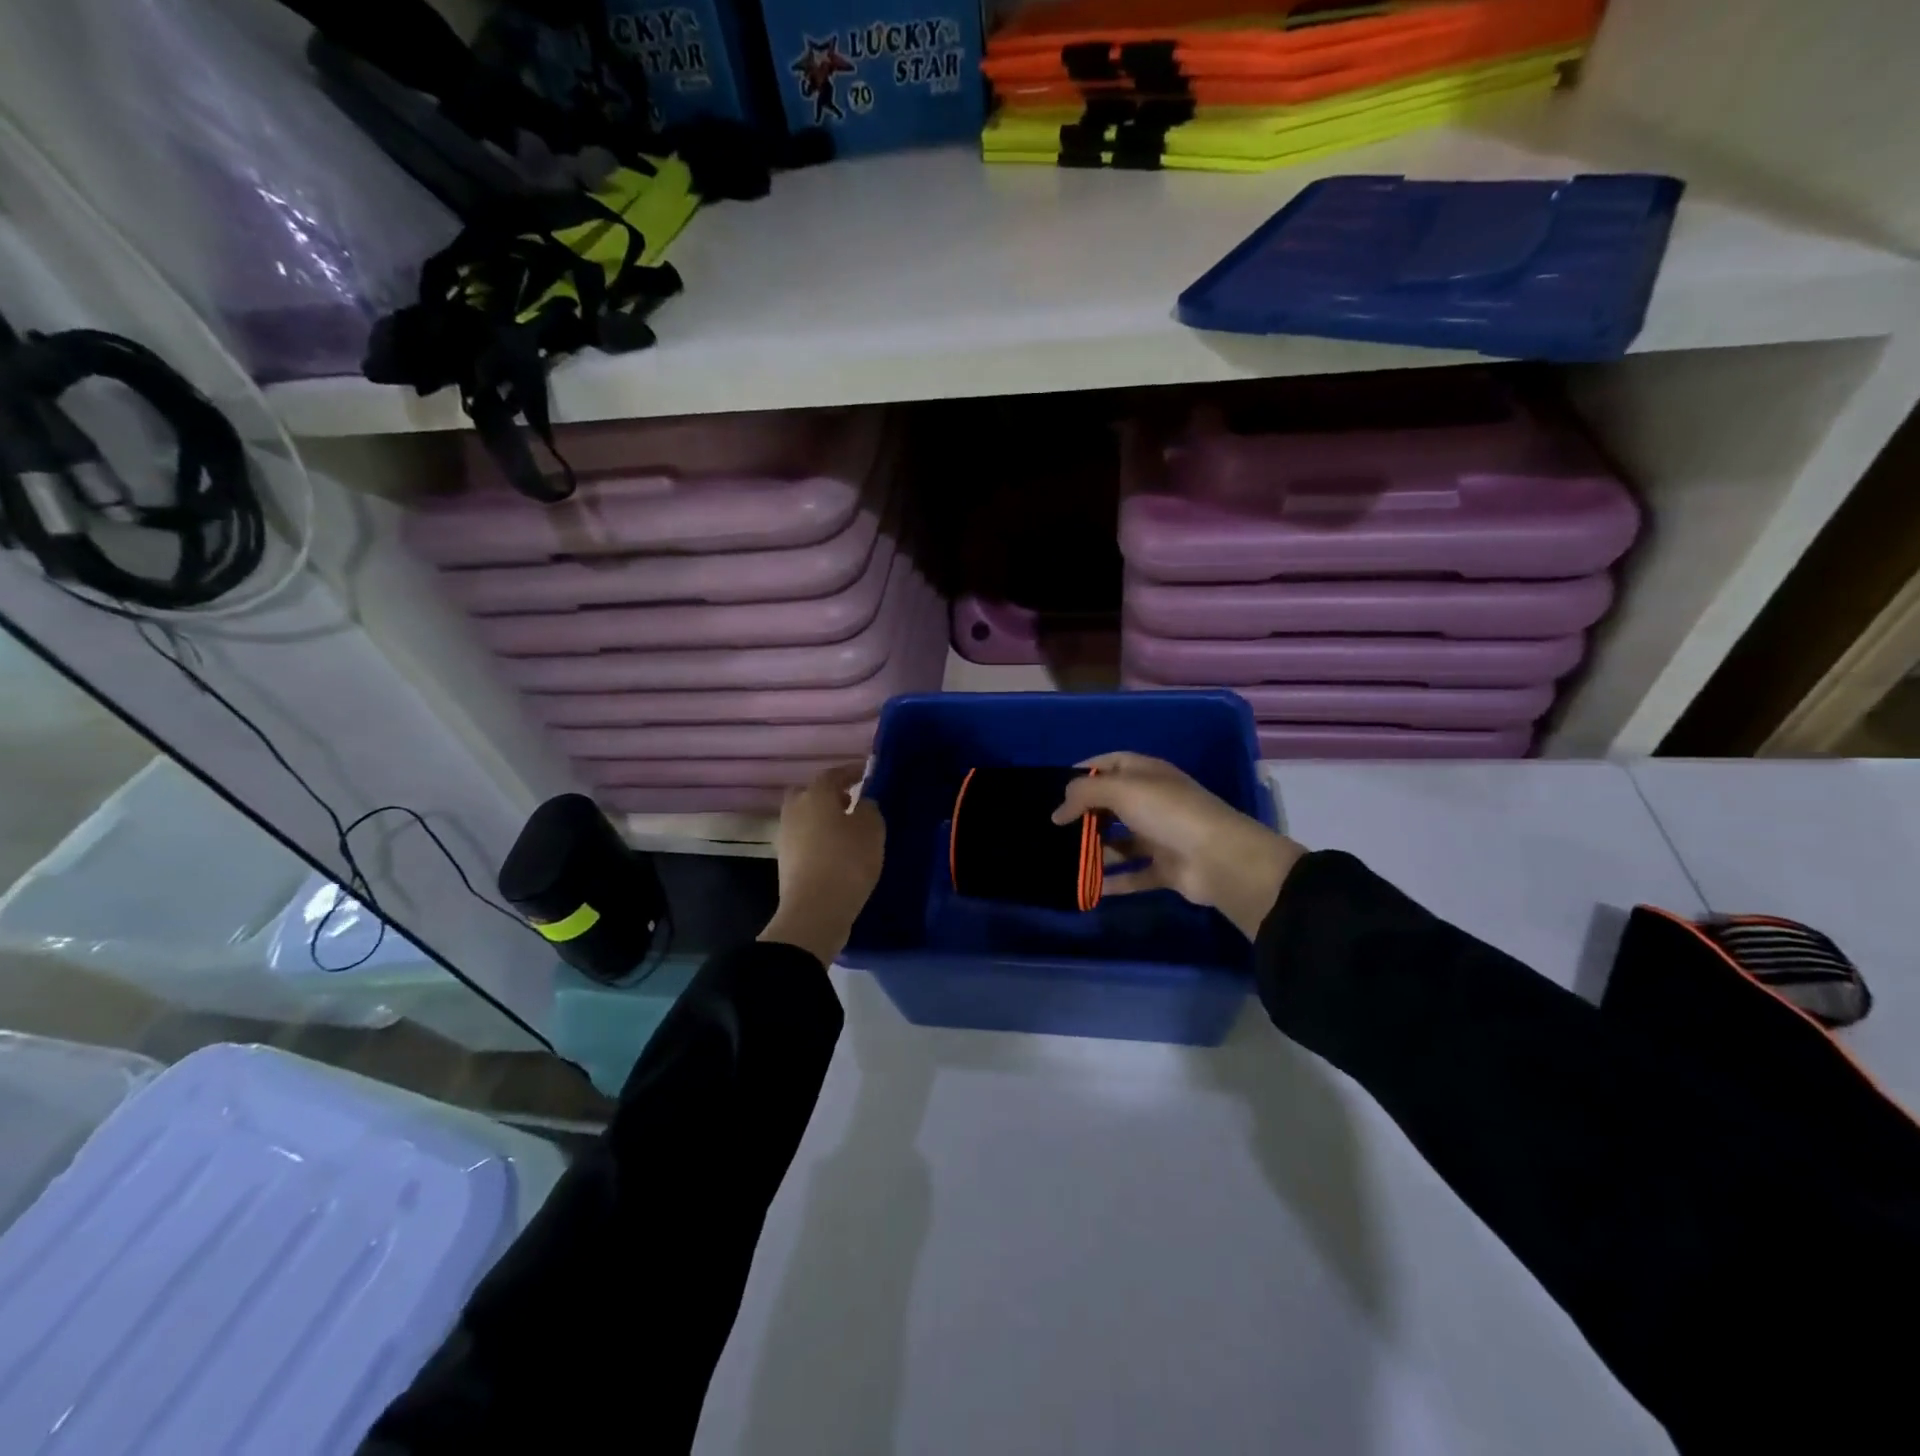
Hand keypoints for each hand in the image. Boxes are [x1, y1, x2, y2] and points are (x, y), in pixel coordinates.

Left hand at [759, 763, 885, 965]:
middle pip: (810, 793)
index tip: (865, 773)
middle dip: (829, 794)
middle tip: (850, 801)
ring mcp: (786, 836)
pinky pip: (804, 839)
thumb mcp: (872, 830)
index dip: (850, 772)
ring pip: (805, 817)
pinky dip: (818, 838)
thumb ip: (869, 809)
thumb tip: (862, 804)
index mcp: (816, 795)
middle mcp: (795, 810)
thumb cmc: (847, 861)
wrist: (815, 910)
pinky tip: (836, 850)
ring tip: (847, 829)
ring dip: (822, 818)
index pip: (833, 774)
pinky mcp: (785, 861)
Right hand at [1053, 753, 1304, 939]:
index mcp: (1147, 774)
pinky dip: (1114, 881)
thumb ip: (1084, 794)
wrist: (1220, 858)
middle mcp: (1154, 801)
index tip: (1055, 788)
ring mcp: (1161, 836)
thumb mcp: (1121, 790)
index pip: (1110, 763)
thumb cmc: (1168, 813)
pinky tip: (1089, 887)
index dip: (1083, 772)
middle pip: (1112, 804)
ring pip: (1121, 842)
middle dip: (1085, 815)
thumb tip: (1057, 813)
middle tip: (1056, 829)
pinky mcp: (1166, 868)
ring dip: (1096, 851)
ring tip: (1066, 860)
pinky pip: (1134, 874)